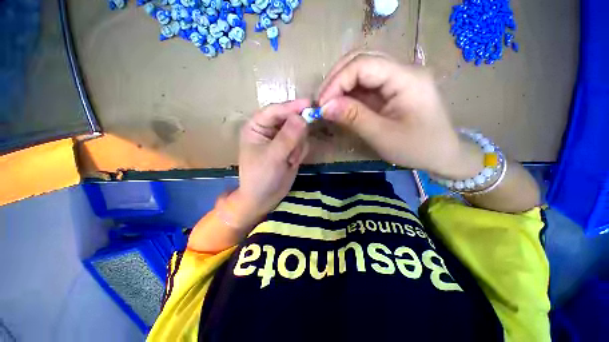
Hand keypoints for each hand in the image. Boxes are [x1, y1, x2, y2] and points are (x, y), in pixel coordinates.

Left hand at [230, 99, 309, 227]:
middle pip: (290, 119)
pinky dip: (300, 152)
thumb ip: (287, 137)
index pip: (275, 111)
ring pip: (299, 131)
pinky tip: (292, 162)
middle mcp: (270, 129)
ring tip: (289, 160)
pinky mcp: (291, 148)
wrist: (265, 198)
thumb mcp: (272, 157)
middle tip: (295, 149)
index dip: (291, 107)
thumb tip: (302, 118)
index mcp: (257, 126)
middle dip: (296, 134)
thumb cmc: (261, 177)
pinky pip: (303, 142)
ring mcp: (282, 139)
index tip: (309, 104)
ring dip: (298, 146)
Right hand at [318, 52, 482, 178]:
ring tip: (327, 104)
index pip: (363, 64)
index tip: (322, 104)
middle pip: (361, 60)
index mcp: (406, 78)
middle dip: (336, 79)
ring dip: (340, 85)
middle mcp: (402, 70)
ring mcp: (397, 79)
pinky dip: (348, 94)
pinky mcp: (391, 90)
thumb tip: (325, 107)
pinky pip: (365, 85)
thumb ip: (353, 118)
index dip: (337, 82)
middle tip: (322, 102)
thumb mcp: (383, 136)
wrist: (442, 154)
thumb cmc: (417, 148)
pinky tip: (340, 105)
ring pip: (361, 70)